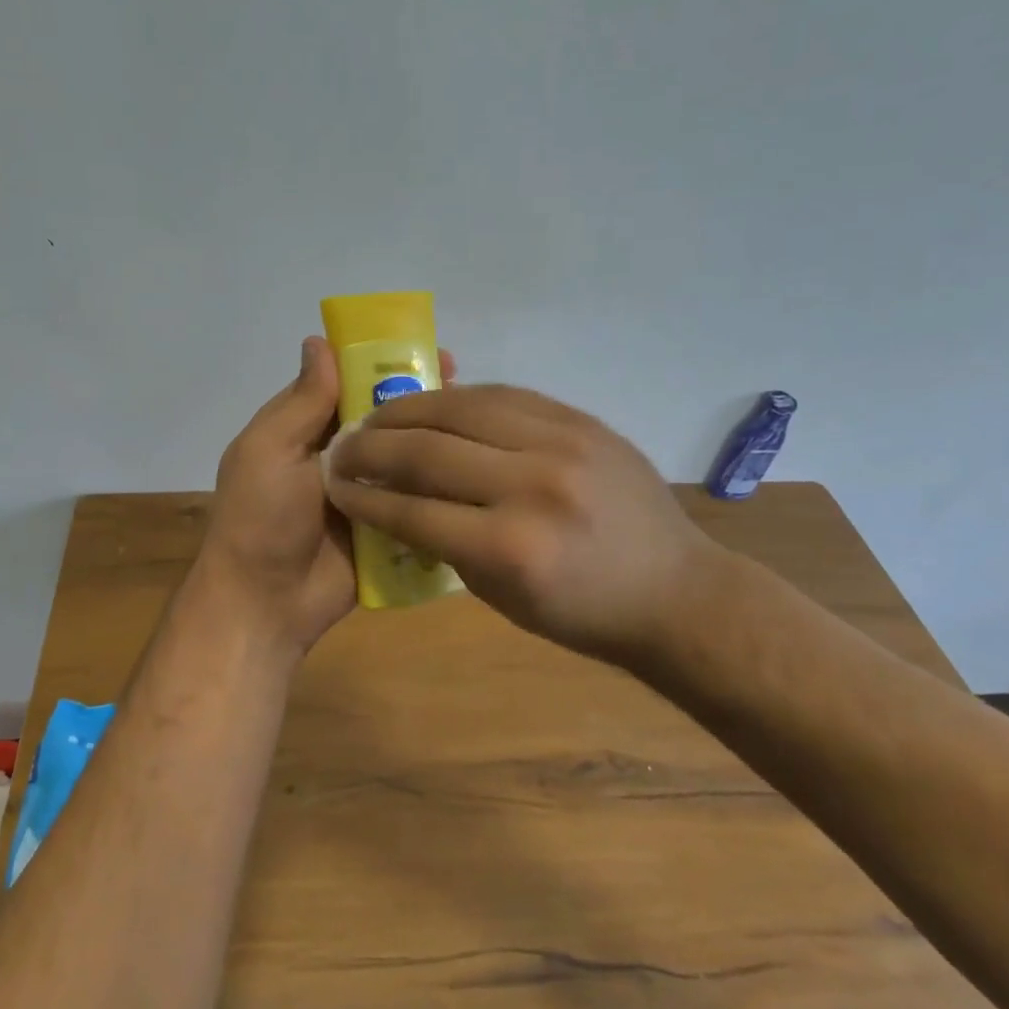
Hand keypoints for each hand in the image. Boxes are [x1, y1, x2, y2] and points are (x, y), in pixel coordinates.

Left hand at [195, 337, 456, 658]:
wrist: (267, 604)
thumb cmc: (261, 519)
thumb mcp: (270, 451)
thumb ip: (302, 402)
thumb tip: (318, 340)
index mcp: (302, 429)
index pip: (346, 383)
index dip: (380, 363)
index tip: (423, 349)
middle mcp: (335, 454)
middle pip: (381, 416)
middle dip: (416, 398)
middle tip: (461, 384)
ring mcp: (364, 491)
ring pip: (402, 454)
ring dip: (432, 438)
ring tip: (478, 422)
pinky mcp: (385, 526)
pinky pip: (414, 496)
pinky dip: (438, 483)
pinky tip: (475, 469)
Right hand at [325, 385, 722, 665]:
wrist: (674, 590)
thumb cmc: (582, 613)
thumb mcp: (500, 596)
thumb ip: (443, 544)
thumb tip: (394, 498)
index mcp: (511, 549)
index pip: (412, 510)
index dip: (363, 495)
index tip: (334, 484)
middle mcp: (533, 486)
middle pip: (427, 450)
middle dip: (371, 446)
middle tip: (343, 446)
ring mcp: (561, 444)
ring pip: (460, 408)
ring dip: (405, 410)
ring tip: (376, 416)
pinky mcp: (579, 420)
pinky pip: (501, 395)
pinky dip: (456, 398)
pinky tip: (431, 404)